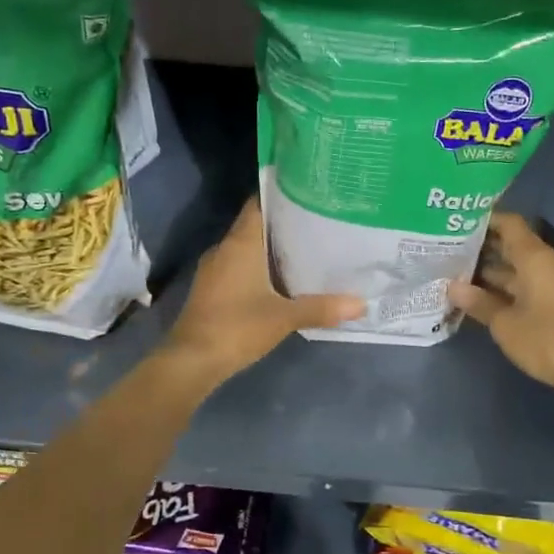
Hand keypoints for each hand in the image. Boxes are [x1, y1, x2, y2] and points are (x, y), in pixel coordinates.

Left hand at [160, 197, 363, 386]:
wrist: (192, 360)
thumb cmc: (237, 327)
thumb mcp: (284, 317)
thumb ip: (322, 308)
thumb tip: (362, 304)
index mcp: (240, 243)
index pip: (258, 204)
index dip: (281, 195)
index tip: (308, 192)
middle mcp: (224, 249)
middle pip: (255, 226)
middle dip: (284, 225)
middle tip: (319, 222)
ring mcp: (214, 270)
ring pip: (247, 248)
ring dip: (271, 249)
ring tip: (307, 249)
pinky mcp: (211, 289)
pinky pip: (239, 267)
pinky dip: (259, 268)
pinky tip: (281, 280)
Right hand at [449, 213, 553, 392]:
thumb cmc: (545, 338)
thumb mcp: (505, 323)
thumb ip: (479, 302)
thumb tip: (453, 287)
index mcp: (534, 258)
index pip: (509, 224)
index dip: (484, 220)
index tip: (457, 223)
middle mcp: (543, 264)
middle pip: (510, 245)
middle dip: (480, 247)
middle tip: (447, 249)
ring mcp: (549, 283)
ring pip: (514, 267)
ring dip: (488, 270)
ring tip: (454, 271)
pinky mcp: (551, 301)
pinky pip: (522, 284)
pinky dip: (501, 286)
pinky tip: (476, 294)